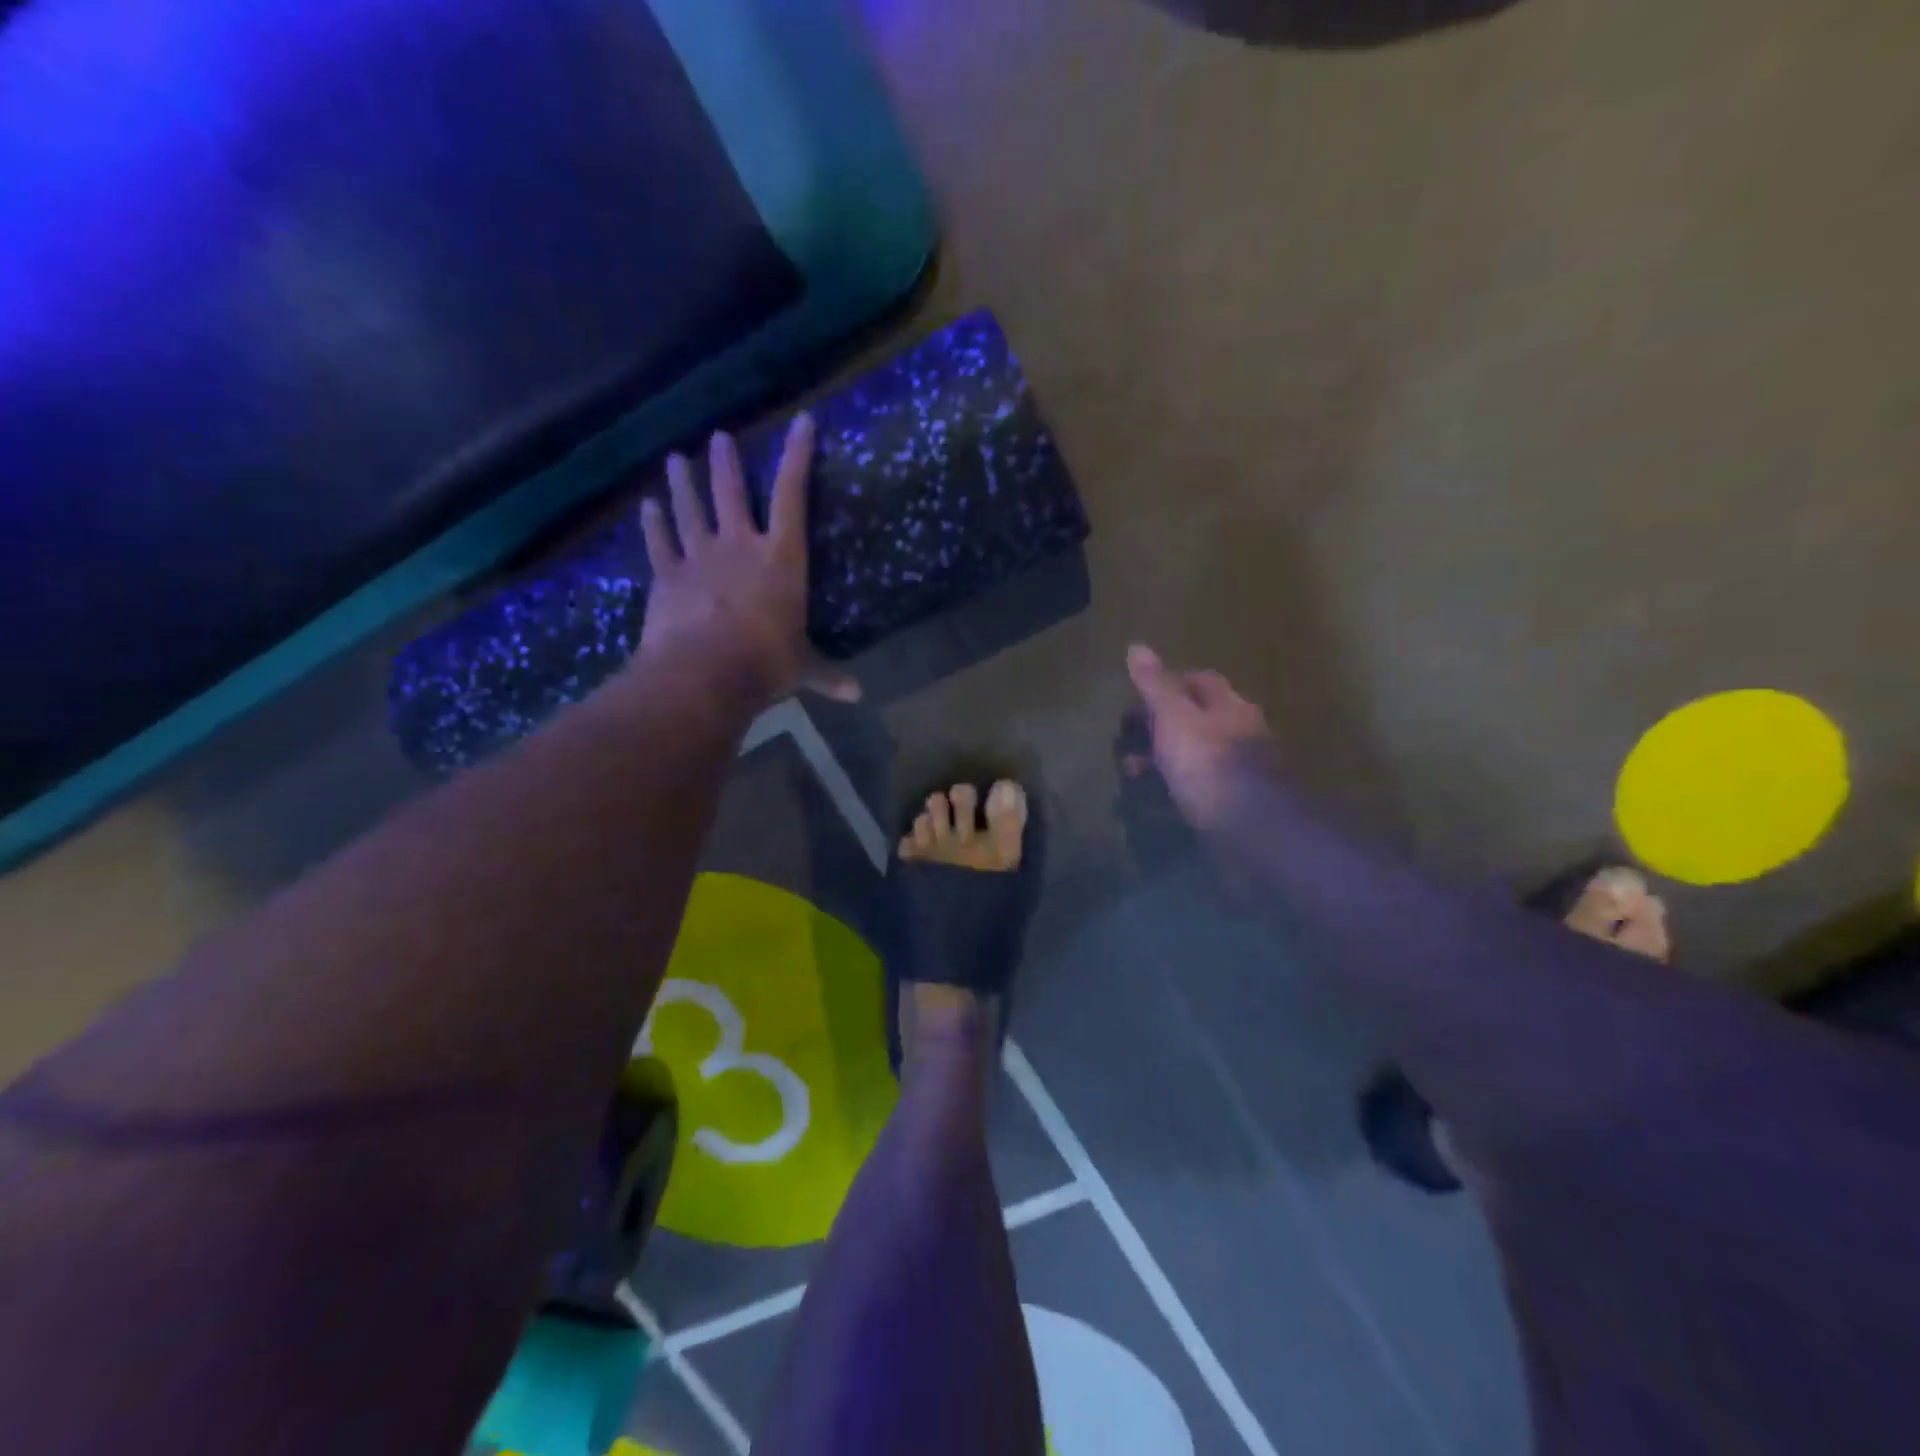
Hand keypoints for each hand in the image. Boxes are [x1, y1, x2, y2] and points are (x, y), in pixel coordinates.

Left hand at [638, 415, 858, 712]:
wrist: (706, 671)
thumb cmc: (766, 662)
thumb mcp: (803, 668)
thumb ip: (828, 675)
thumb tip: (858, 696)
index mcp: (781, 559)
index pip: (793, 496)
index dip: (798, 456)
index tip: (801, 422)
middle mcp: (740, 546)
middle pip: (733, 493)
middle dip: (727, 464)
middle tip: (720, 437)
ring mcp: (699, 557)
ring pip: (690, 509)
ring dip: (683, 483)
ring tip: (675, 458)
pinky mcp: (667, 576)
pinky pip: (658, 542)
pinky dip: (652, 523)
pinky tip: (646, 505)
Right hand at [1125, 644, 1272, 832]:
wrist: (1253, 828)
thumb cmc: (1208, 764)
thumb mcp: (1174, 717)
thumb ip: (1155, 685)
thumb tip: (1136, 646)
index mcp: (1228, 705)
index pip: (1199, 680)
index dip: (1166, 684)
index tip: (1136, 699)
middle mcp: (1239, 731)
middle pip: (1196, 717)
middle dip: (1159, 725)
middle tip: (1126, 740)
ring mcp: (1240, 769)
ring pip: (1194, 753)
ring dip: (1163, 758)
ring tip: (1132, 773)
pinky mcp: (1235, 801)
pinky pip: (1198, 785)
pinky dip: (1175, 786)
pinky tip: (1158, 798)